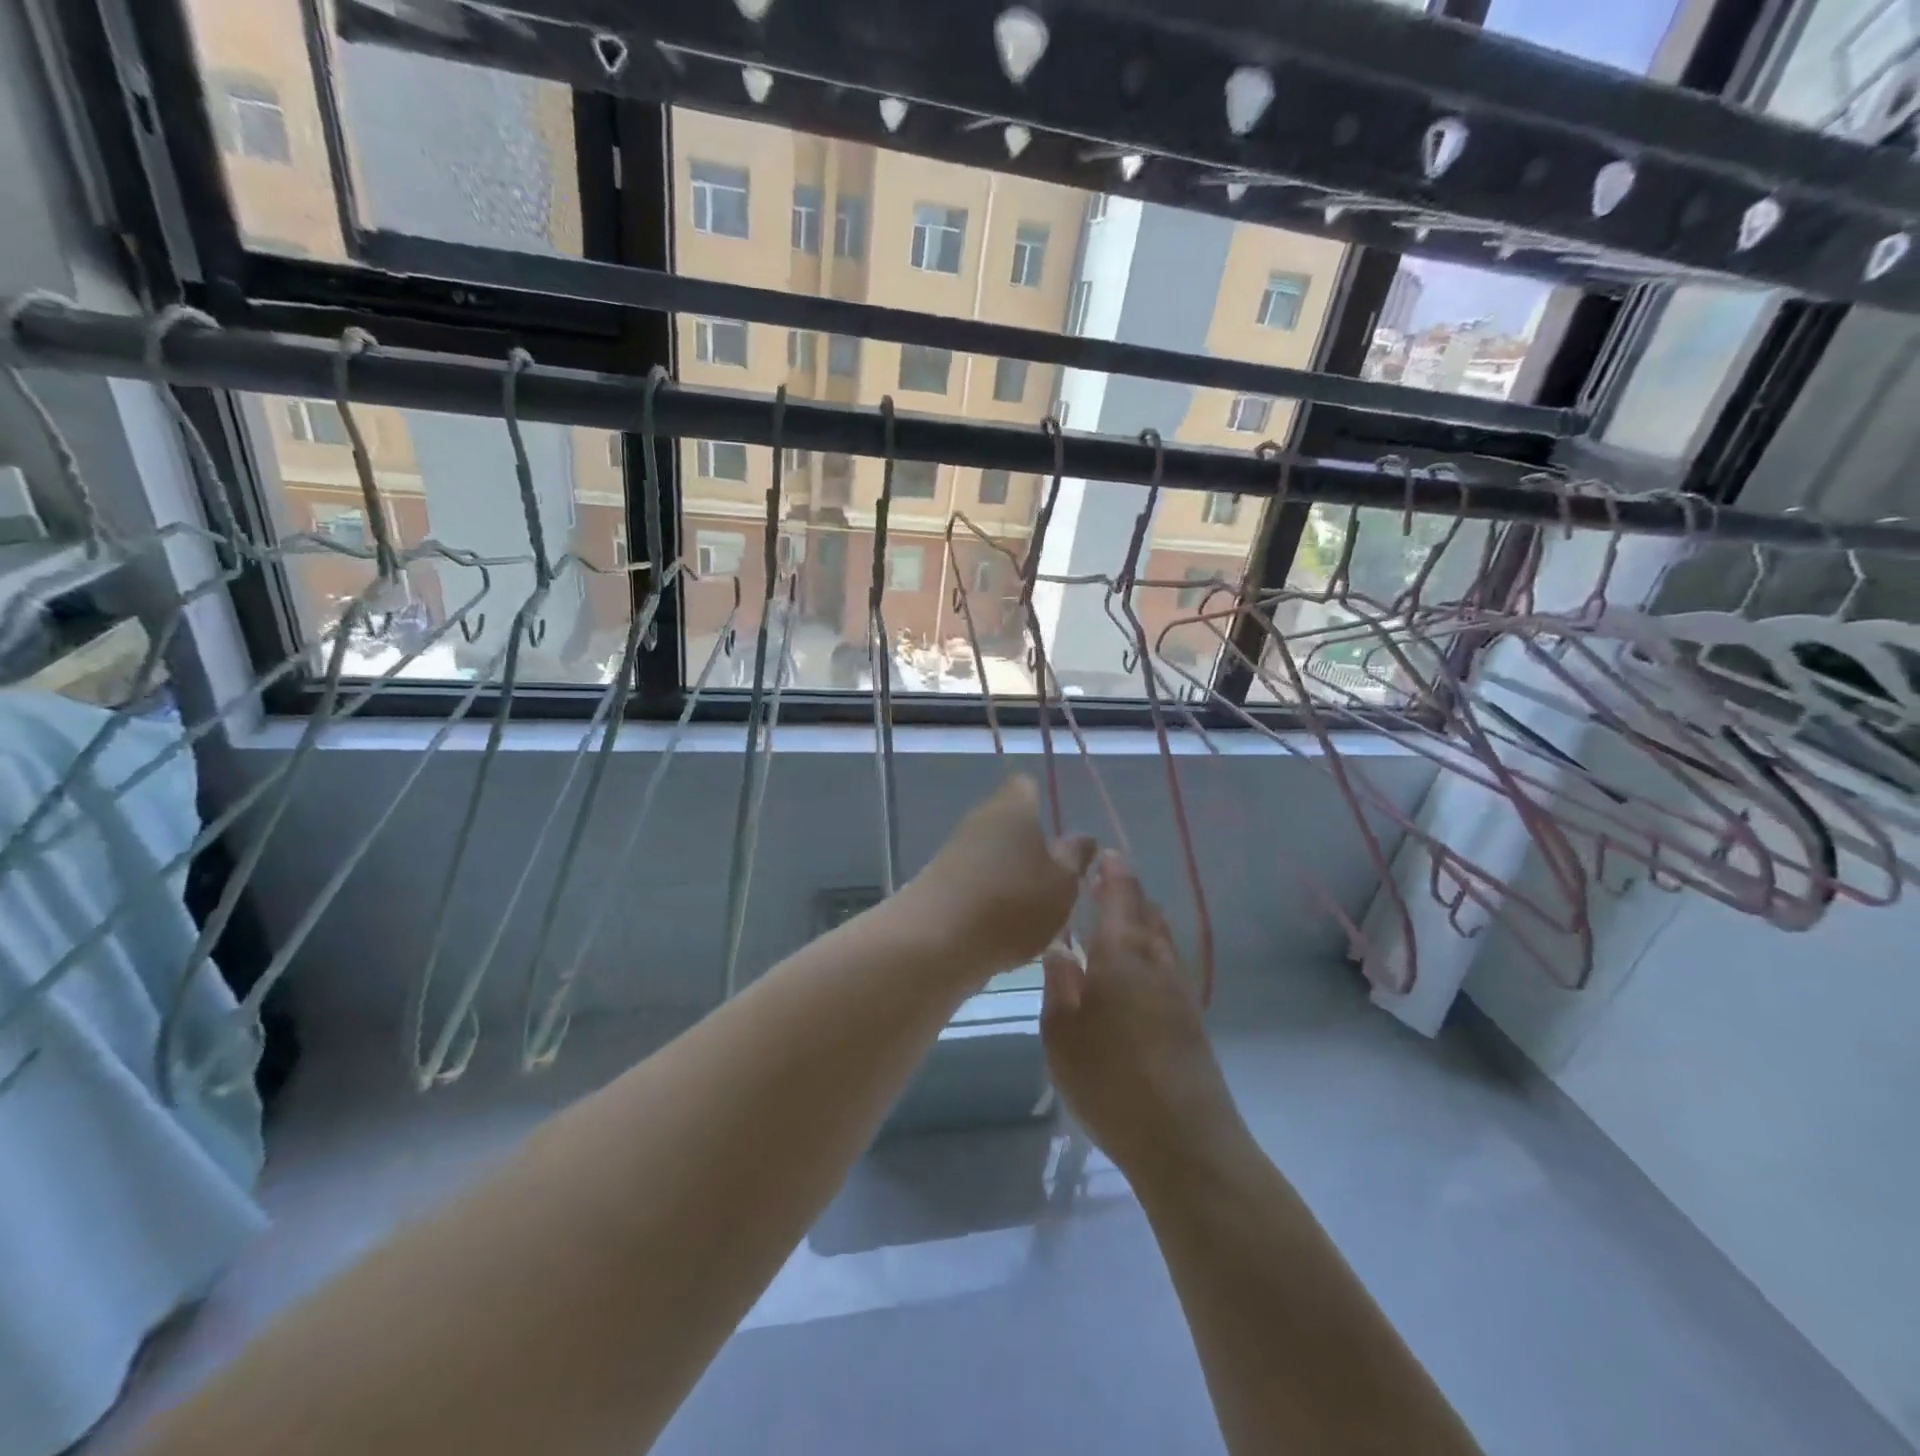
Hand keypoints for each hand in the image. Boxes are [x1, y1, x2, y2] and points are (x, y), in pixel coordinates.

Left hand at [902, 776, 1095, 980]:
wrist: (933, 941)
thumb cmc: (1011, 903)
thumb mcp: (1061, 883)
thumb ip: (1074, 858)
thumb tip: (1081, 837)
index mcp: (1013, 807)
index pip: (1027, 785)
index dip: (1044, 802)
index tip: (1061, 834)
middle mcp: (980, 819)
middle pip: (1010, 823)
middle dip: (1031, 848)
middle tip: (1057, 883)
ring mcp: (954, 851)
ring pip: (992, 855)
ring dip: (1011, 878)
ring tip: (1034, 915)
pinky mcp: (938, 883)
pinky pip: (974, 882)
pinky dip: (989, 901)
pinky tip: (1003, 931)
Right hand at [1041, 852, 1244, 1181]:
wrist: (1185, 1141)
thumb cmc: (1110, 1081)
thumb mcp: (1061, 1034)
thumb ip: (1058, 984)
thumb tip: (1059, 948)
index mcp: (1122, 952)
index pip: (1121, 893)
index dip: (1112, 870)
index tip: (1100, 855)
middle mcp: (1156, 960)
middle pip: (1146, 910)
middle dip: (1125, 893)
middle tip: (1098, 889)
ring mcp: (1180, 989)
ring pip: (1161, 937)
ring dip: (1140, 922)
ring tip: (1112, 926)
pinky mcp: (1192, 1018)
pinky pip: (1168, 965)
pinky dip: (1150, 952)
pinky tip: (1133, 974)